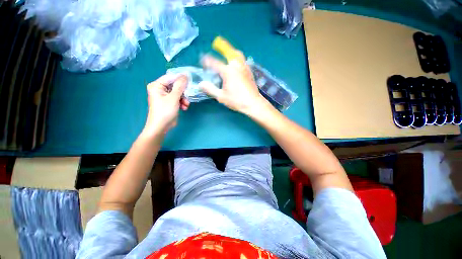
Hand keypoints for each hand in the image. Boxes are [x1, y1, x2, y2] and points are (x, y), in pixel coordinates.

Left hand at [143, 75, 189, 135]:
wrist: (161, 127)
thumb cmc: (165, 111)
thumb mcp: (174, 97)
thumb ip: (180, 86)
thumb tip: (185, 75)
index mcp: (157, 85)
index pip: (171, 77)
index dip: (181, 79)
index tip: (190, 81)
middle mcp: (160, 89)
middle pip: (175, 86)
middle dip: (183, 92)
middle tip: (188, 96)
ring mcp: (165, 96)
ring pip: (178, 93)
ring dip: (184, 99)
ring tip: (186, 105)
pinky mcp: (170, 102)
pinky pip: (178, 99)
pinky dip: (182, 103)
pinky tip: (184, 108)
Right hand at [200, 54, 268, 114]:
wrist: (253, 103)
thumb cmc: (237, 100)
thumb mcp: (221, 96)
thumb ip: (210, 89)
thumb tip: (200, 84)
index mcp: (228, 71)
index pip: (214, 62)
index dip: (207, 61)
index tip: (203, 61)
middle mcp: (236, 66)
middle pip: (229, 52)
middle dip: (222, 48)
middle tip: (217, 48)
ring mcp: (245, 68)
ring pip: (238, 55)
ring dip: (231, 52)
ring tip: (227, 55)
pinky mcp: (250, 72)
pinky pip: (243, 61)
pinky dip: (238, 59)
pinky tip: (236, 66)